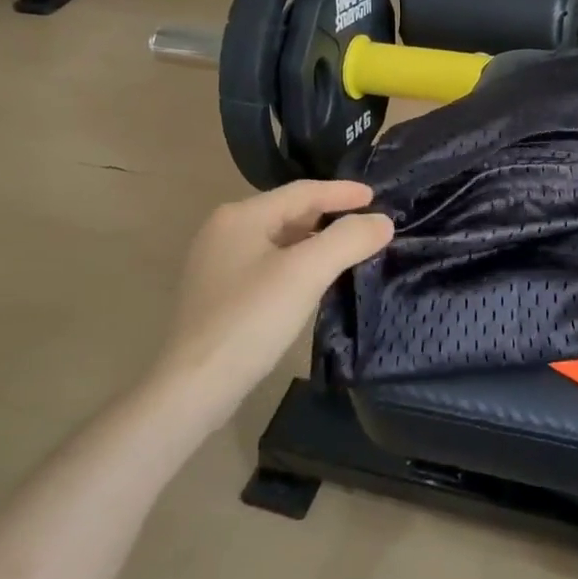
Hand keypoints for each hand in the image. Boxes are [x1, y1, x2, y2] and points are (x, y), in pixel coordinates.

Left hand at [155, 179, 393, 403]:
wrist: (195, 387)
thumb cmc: (251, 319)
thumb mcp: (306, 273)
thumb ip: (348, 240)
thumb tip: (382, 222)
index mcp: (241, 216)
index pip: (302, 192)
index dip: (342, 192)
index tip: (376, 197)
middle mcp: (225, 231)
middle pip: (289, 212)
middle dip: (330, 215)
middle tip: (368, 222)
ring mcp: (218, 264)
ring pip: (280, 240)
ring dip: (316, 240)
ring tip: (350, 247)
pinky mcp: (220, 294)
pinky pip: (270, 264)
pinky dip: (299, 262)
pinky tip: (316, 278)